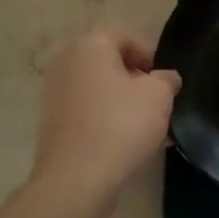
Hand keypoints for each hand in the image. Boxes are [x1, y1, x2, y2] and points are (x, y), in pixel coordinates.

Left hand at [30, 30, 179, 201]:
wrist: (76, 180)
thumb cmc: (121, 125)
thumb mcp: (159, 96)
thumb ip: (167, 79)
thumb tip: (165, 78)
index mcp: (90, 45)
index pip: (126, 37)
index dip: (151, 57)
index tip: (165, 83)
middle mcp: (67, 62)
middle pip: (110, 64)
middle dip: (136, 82)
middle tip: (158, 105)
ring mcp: (54, 93)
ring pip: (99, 91)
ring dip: (123, 104)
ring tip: (146, 130)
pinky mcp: (51, 123)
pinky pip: (87, 113)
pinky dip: (106, 121)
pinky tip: (125, 144)